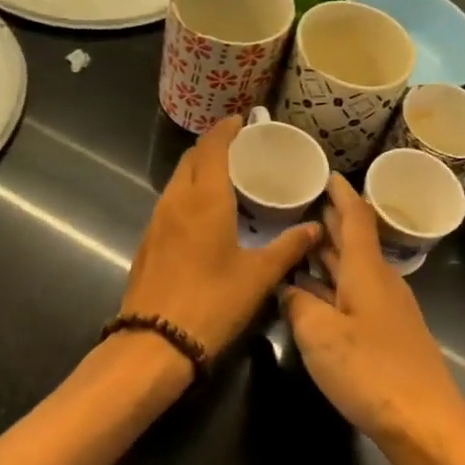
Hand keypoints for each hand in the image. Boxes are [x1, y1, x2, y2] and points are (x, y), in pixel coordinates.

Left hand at [118, 117, 320, 357]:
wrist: (154, 343)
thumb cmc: (212, 303)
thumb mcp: (258, 277)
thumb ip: (288, 248)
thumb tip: (315, 228)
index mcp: (205, 199)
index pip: (212, 147)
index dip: (226, 129)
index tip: (242, 120)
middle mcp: (177, 200)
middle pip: (191, 158)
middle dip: (213, 146)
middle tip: (240, 148)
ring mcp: (157, 220)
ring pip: (178, 179)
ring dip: (198, 169)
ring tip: (226, 176)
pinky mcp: (148, 241)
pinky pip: (170, 201)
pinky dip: (188, 192)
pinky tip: (205, 212)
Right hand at [281, 177, 464, 464]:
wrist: (426, 424)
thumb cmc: (371, 371)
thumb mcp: (320, 336)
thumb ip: (298, 306)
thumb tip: (288, 289)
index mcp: (367, 271)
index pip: (355, 218)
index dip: (340, 194)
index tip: (325, 174)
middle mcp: (380, 282)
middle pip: (353, 242)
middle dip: (329, 222)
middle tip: (300, 204)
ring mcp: (386, 310)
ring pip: (352, 270)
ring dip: (328, 255)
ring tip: (299, 242)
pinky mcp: (387, 335)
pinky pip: (354, 296)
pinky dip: (331, 286)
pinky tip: (312, 294)